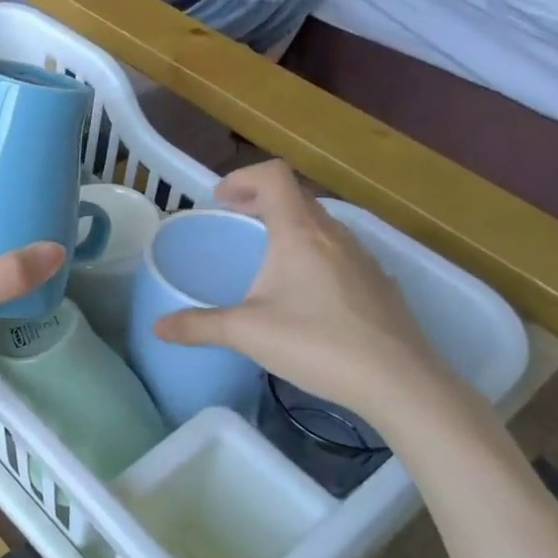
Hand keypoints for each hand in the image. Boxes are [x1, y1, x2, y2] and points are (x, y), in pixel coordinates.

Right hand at [152, 162, 460, 428]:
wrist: (400, 381)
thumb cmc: (317, 344)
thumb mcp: (247, 334)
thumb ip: (198, 326)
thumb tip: (157, 328)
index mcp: (299, 233)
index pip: (273, 176)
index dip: (242, 177)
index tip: (219, 199)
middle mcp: (334, 235)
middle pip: (295, 197)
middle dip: (260, 201)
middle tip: (234, 220)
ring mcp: (363, 258)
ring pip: (320, 224)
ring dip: (288, 226)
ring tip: (265, 256)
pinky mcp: (379, 283)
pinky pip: (339, 251)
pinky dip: (313, 252)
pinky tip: (304, 293)